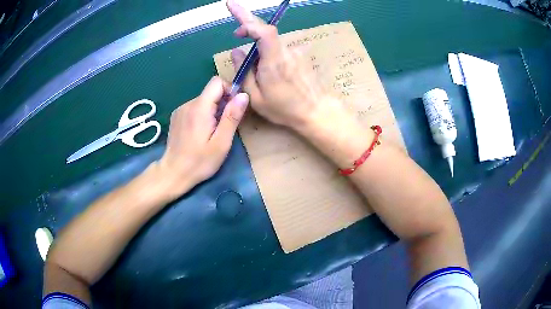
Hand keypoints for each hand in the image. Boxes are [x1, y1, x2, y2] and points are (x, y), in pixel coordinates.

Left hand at [158, 77, 248, 198]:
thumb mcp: (221, 143)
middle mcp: (188, 104)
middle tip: (223, 127)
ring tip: (211, 132)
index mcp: (199, 108)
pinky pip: (194, 107)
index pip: (217, 82)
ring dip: (212, 111)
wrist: (173, 173)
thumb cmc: (199, 162)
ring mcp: (180, 109)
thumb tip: (243, 95)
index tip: (233, 109)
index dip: (229, 90)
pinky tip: (200, 133)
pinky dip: (202, 115)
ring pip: (203, 100)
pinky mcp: (177, 116)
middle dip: (222, 104)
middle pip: (211, 92)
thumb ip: (232, 117)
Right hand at [227, 0, 328, 128]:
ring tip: (257, 69)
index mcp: (274, 60)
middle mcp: (286, 51)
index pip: (263, 31)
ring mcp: (295, 51)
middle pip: (265, 31)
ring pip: (271, 42)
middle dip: (247, 24)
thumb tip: (236, 51)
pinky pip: (280, 48)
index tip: (233, 13)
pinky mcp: (300, 55)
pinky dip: (270, 53)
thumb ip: (244, 72)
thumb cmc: (285, 108)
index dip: (247, 18)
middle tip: (235, 27)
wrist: (317, 111)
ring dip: (259, 47)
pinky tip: (274, 71)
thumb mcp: (256, 97)